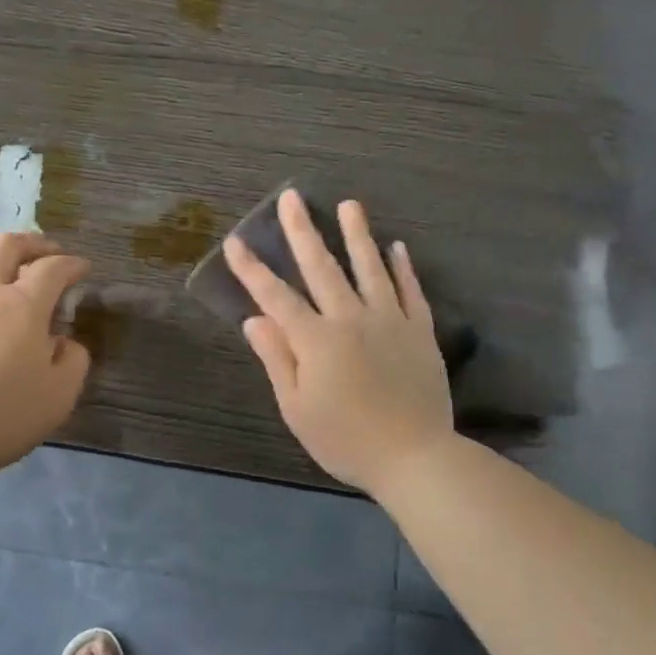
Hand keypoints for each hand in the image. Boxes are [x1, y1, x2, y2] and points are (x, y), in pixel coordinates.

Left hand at [0, 232, 91, 477]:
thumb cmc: (1, 416)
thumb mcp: (58, 396)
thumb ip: (72, 361)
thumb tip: (65, 342)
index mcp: (23, 305)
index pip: (52, 269)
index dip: (71, 264)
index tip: (82, 268)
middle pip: (5, 244)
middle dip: (32, 242)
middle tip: (47, 251)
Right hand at [223, 190, 453, 494]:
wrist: (414, 457)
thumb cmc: (345, 440)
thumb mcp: (297, 409)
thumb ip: (277, 359)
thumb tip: (254, 320)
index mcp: (316, 340)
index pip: (275, 296)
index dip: (252, 269)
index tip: (235, 241)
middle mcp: (351, 318)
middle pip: (322, 267)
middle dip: (302, 231)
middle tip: (292, 197)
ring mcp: (390, 321)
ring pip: (370, 268)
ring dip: (357, 234)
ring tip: (350, 204)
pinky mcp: (420, 331)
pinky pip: (410, 290)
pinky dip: (403, 267)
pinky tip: (397, 247)